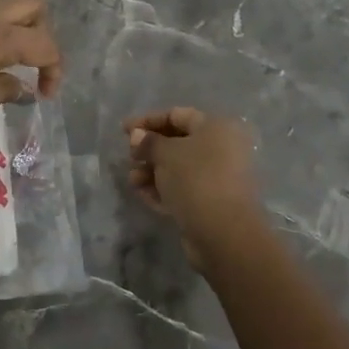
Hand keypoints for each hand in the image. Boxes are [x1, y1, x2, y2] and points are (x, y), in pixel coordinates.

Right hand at [124, 107, 266, 270]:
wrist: (224, 233)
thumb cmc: (196, 179)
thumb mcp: (166, 154)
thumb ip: (149, 142)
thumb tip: (137, 136)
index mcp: (215, 128)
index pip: (176, 115)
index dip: (148, 121)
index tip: (124, 130)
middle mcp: (221, 149)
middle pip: (177, 142)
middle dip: (149, 149)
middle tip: (129, 157)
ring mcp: (217, 177)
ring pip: (178, 168)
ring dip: (152, 171)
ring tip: (132, 181)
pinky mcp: (211, 202)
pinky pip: (182, 189)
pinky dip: (162, 189)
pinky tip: (142, 195)